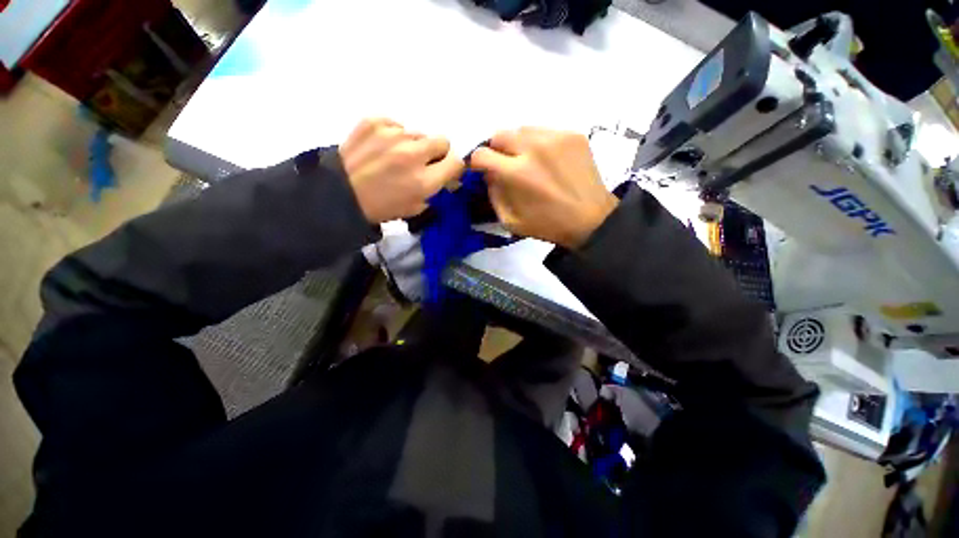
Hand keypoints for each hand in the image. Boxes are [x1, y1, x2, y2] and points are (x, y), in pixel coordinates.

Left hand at [339, 118, 463, 223]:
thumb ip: (435, 190)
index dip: (453, 167)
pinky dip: (394, 135)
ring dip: (415, 145)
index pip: (456, 162)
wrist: (339, 194)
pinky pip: (397, 125)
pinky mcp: (374, 122)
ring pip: (419, 133)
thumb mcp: (415, 207)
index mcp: (423, 180)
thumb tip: (448, 178)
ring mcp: (393, 135)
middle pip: (442, 141)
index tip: (446, 171)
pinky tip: (383, 148)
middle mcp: (413, 154)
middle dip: (437, 153)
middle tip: (424, 163)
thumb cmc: (381, 207)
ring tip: (397, 157)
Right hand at [470, 128, 617, 248]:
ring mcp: (556, 137)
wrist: (591, 220)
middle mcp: (534, 148)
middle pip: (500, 135)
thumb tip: (488, 174)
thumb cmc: (548, 225)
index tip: (482, 170)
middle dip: (496, 150)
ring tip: (528, 161)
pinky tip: (547, 160)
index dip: (477, 163)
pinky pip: (543, 131)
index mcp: (517, 173)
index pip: (482, 154)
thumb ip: (494, 194)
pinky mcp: (573, 134)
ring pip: (522, 129)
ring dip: (518, 145)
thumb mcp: (511, 221)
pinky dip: (538, 143)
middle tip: (506, 166)